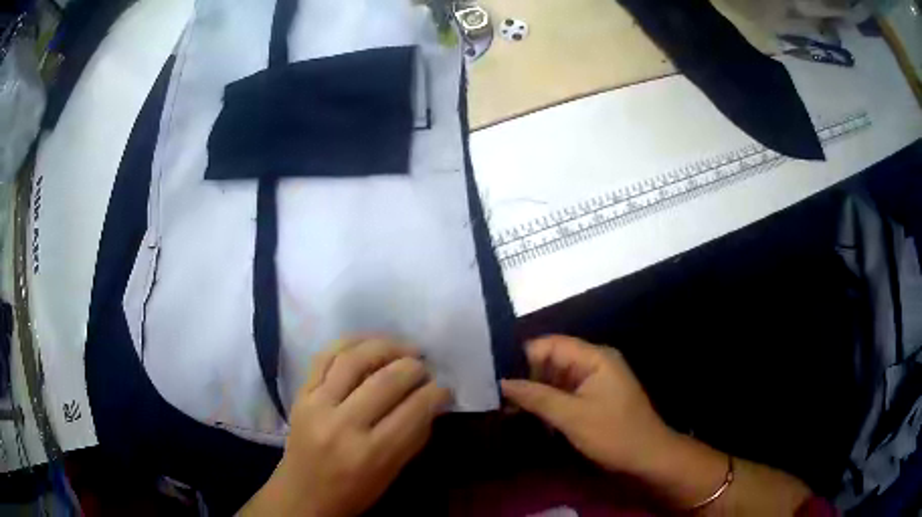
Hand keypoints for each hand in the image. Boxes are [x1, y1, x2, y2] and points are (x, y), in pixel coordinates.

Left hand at [241, 337, 451, 516]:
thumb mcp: (392, 472)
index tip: (445, 387)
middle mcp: (343, 425)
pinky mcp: (301, 393)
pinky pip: (325, 356)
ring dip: (386, 346)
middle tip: (426, 368)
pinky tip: (370, 342)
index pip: (413, 410)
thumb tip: (433, 400)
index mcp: (371, 453)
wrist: (303, 493)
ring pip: (355, 360)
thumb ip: (414, 435)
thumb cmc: (354, 491)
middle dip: (415, 368)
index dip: (436, 393)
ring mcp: (317, 405)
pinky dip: (351, 342)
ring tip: (404, 348)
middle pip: (386, 380)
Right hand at [501, 335, 672, 475]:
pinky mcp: (595, 396)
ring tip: (508, 408)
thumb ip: (537, 397)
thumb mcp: (571, 417)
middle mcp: (595, 362)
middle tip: (500, 397)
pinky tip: (530, 415)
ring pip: (557, 377)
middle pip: (553, 360)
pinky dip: (549, 402)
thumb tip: (503, 382)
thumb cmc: (613, 434)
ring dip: (536, 392)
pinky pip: (566, 391)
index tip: (498, 376)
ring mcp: (596, 380)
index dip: (524, 357)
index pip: (551, 344)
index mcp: (595, 357)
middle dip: (528, 376)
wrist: (647, 457)